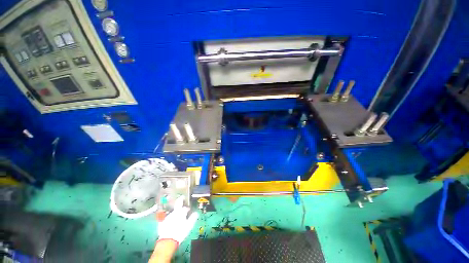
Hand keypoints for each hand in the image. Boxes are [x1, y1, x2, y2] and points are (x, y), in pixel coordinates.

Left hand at [157, 196, 198, 243]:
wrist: (168, 239)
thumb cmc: (180, 233)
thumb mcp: (189, 226)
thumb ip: (192, 218)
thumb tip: (196, 213)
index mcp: (179, 213)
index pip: (183, 206)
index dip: (186, 206)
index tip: (188, 207)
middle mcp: (172, 213)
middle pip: (176, 208)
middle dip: (179, 205)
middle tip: (182, 204)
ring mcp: (166, 217)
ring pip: (172, 213)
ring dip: (175, 214)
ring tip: (178, 219)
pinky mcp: (162, 221)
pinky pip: (167, 218)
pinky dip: (171, 219)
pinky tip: (172, 224)